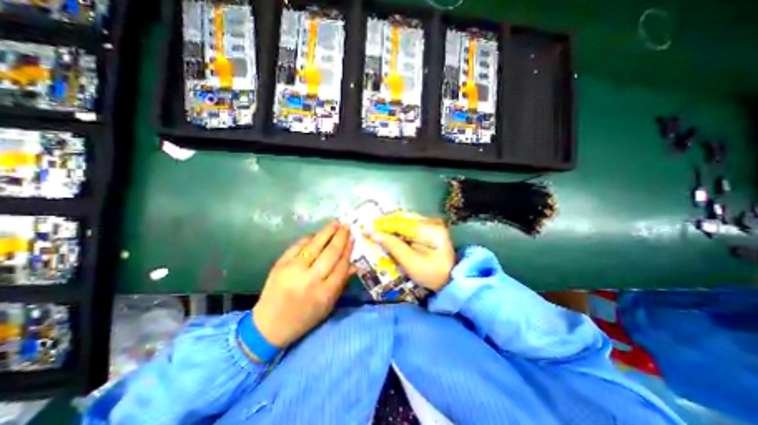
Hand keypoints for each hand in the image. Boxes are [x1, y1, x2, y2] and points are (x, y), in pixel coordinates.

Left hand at [252, 222, 351, 348]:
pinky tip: (317, 234)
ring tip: (336, 223)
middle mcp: (310, 280)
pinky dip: (309, 238)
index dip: (348, 250)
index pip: (341, 266)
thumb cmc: (304, 318)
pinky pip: (298, 246)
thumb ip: (341, 284)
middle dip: (341, 237)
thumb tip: (355, 265)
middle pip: (330, 253)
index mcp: (324, 293)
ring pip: (315, 246)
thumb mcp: (327, 306)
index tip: (353, 239)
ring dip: (327, 232)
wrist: (269, 325)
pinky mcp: (280, 265)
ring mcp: (293, 270)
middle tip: (347, 226)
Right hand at [369, 211, 451, 289]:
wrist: (450, 280)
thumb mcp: (411, 262)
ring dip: (390, 226)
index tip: (367, 228)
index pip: (401, 221)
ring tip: (377, 232)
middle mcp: (431, 221)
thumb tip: (373, 233)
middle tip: (371, 230)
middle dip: (386, 223)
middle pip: (403, 217)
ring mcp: (431, 224)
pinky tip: (389, 235)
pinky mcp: (428, 228)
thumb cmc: (431, 274)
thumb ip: (393, 246)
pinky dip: (397, 230)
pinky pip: (408, 225)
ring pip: (404, 220)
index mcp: (430, 228)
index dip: (383, 224)